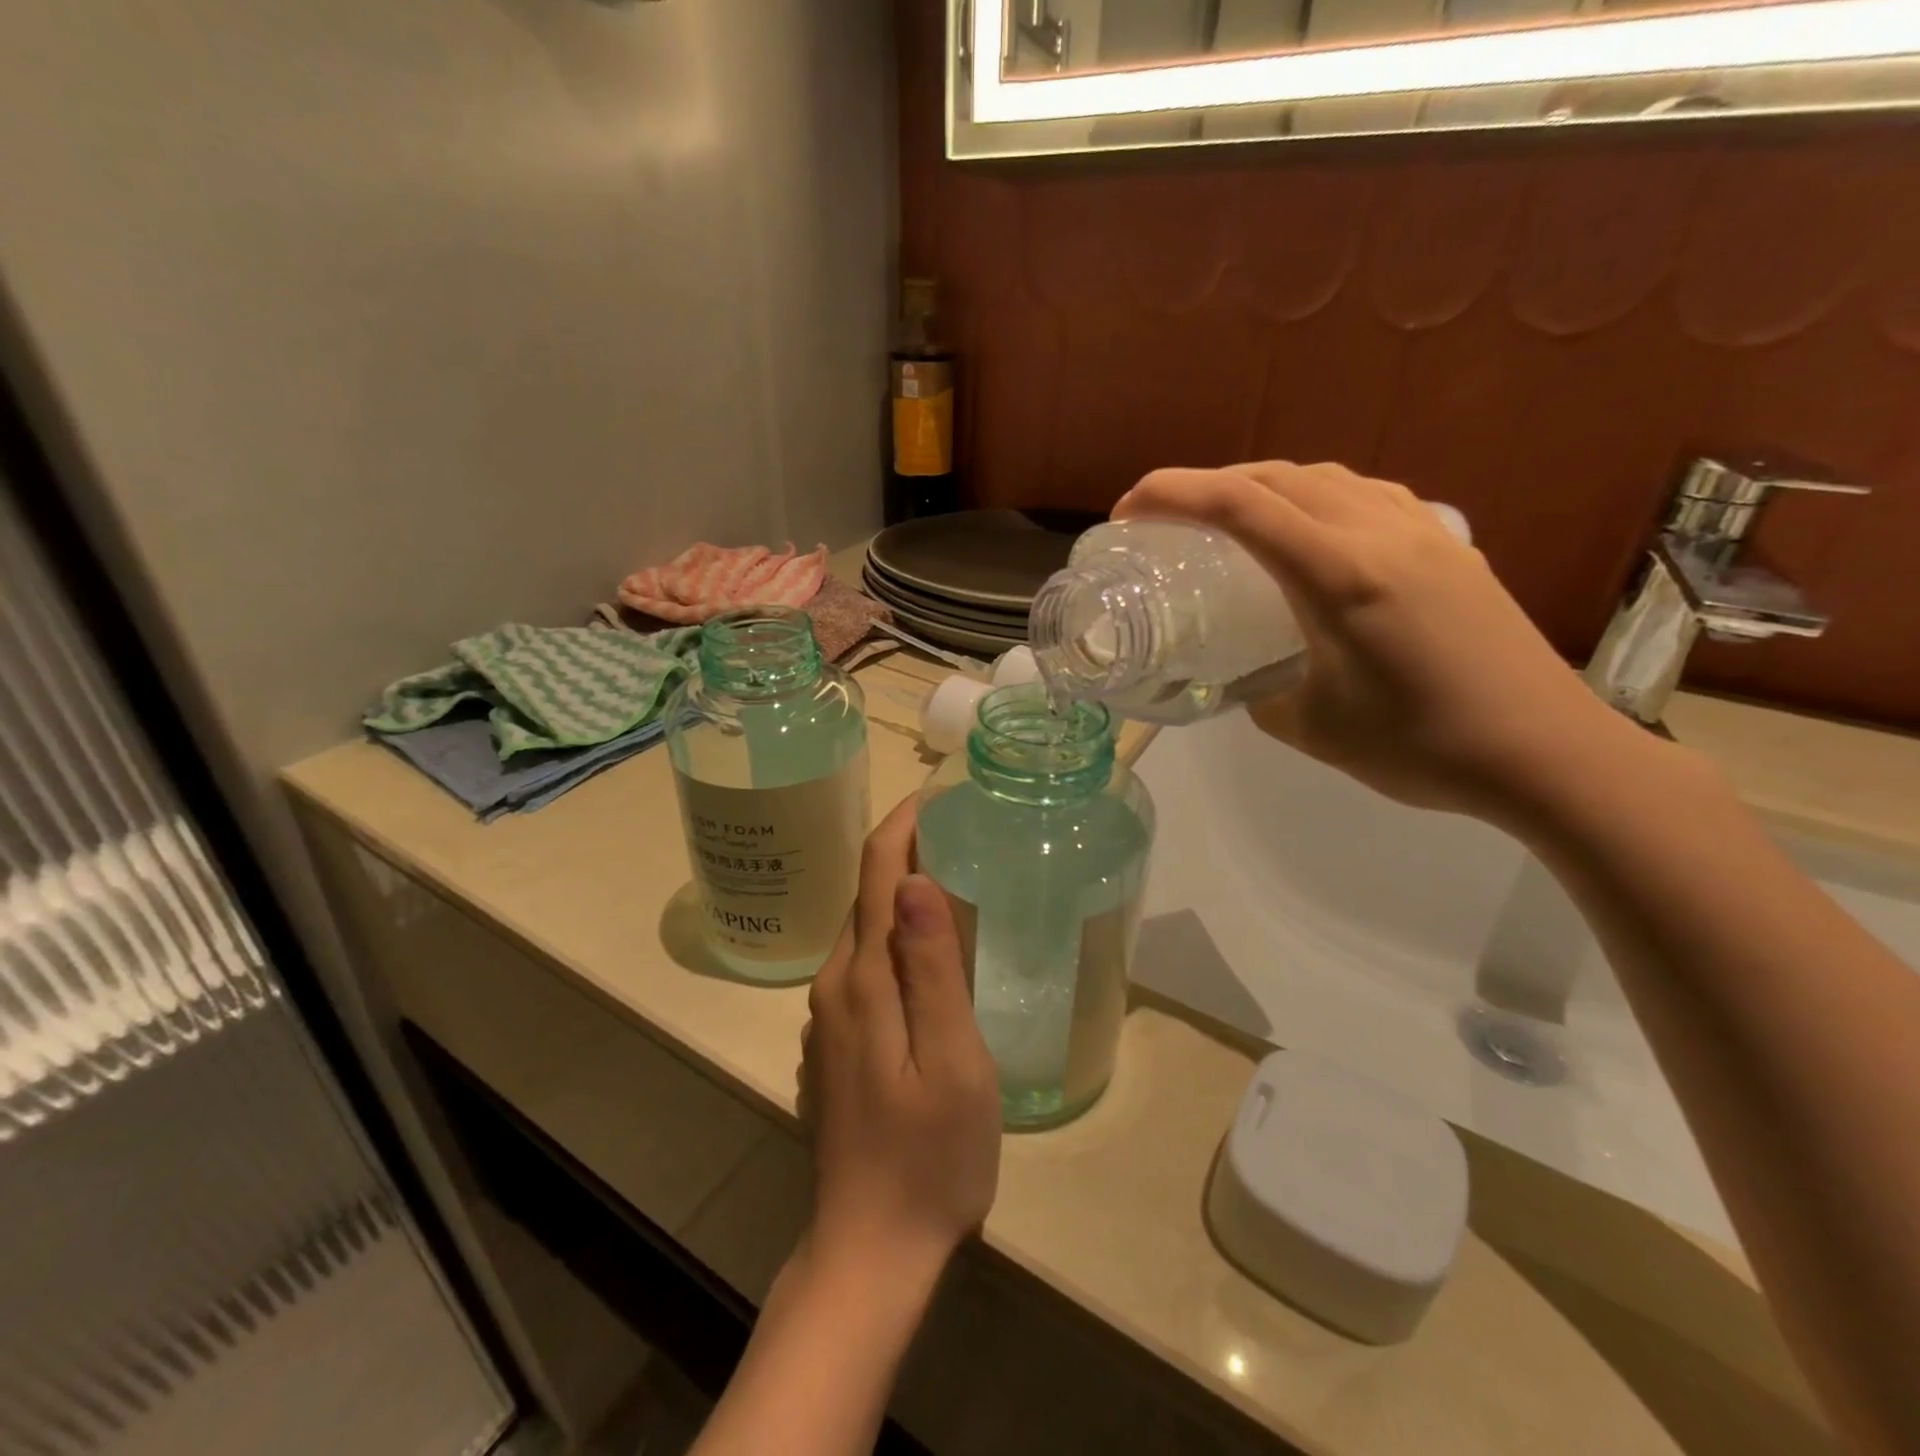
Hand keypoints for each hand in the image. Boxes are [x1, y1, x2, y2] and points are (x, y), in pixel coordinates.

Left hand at [801, 795, 1000, 1285]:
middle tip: (962, 828)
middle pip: (866, 895)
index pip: (877, 874)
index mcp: (862, 979)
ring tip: (953, 873)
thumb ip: (932, 967)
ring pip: (864, 930)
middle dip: (905, 851)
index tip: (940, 793)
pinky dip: (894, 935)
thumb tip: (915, 880)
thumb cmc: (929, 1156)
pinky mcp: (836, 1042)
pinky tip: (927, 950)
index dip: (904, 825)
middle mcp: (834, 985)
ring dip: (900, 892)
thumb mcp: (952, 1060)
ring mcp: (828, 1017)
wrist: (870, 1249)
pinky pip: (865, 965)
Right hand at [1114, 461, 1644, 828]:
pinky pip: (1366, 495)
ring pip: (1324, 476)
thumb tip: (1244, 676)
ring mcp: (1422, 531)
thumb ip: (1259, 692)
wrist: (1546, 753)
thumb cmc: (1421, 747)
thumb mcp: (1310, 728)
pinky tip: (1312, 531)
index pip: (1238, 506)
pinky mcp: (1449, 545)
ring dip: (1262, 486)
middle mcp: (1379, 533)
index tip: (1127, 511)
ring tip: (1230, 520)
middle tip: (1166, 520)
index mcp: (1338, 574)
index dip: (1170, 494)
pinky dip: (1317, 497)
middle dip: (1206, 485)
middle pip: (1275, 476)